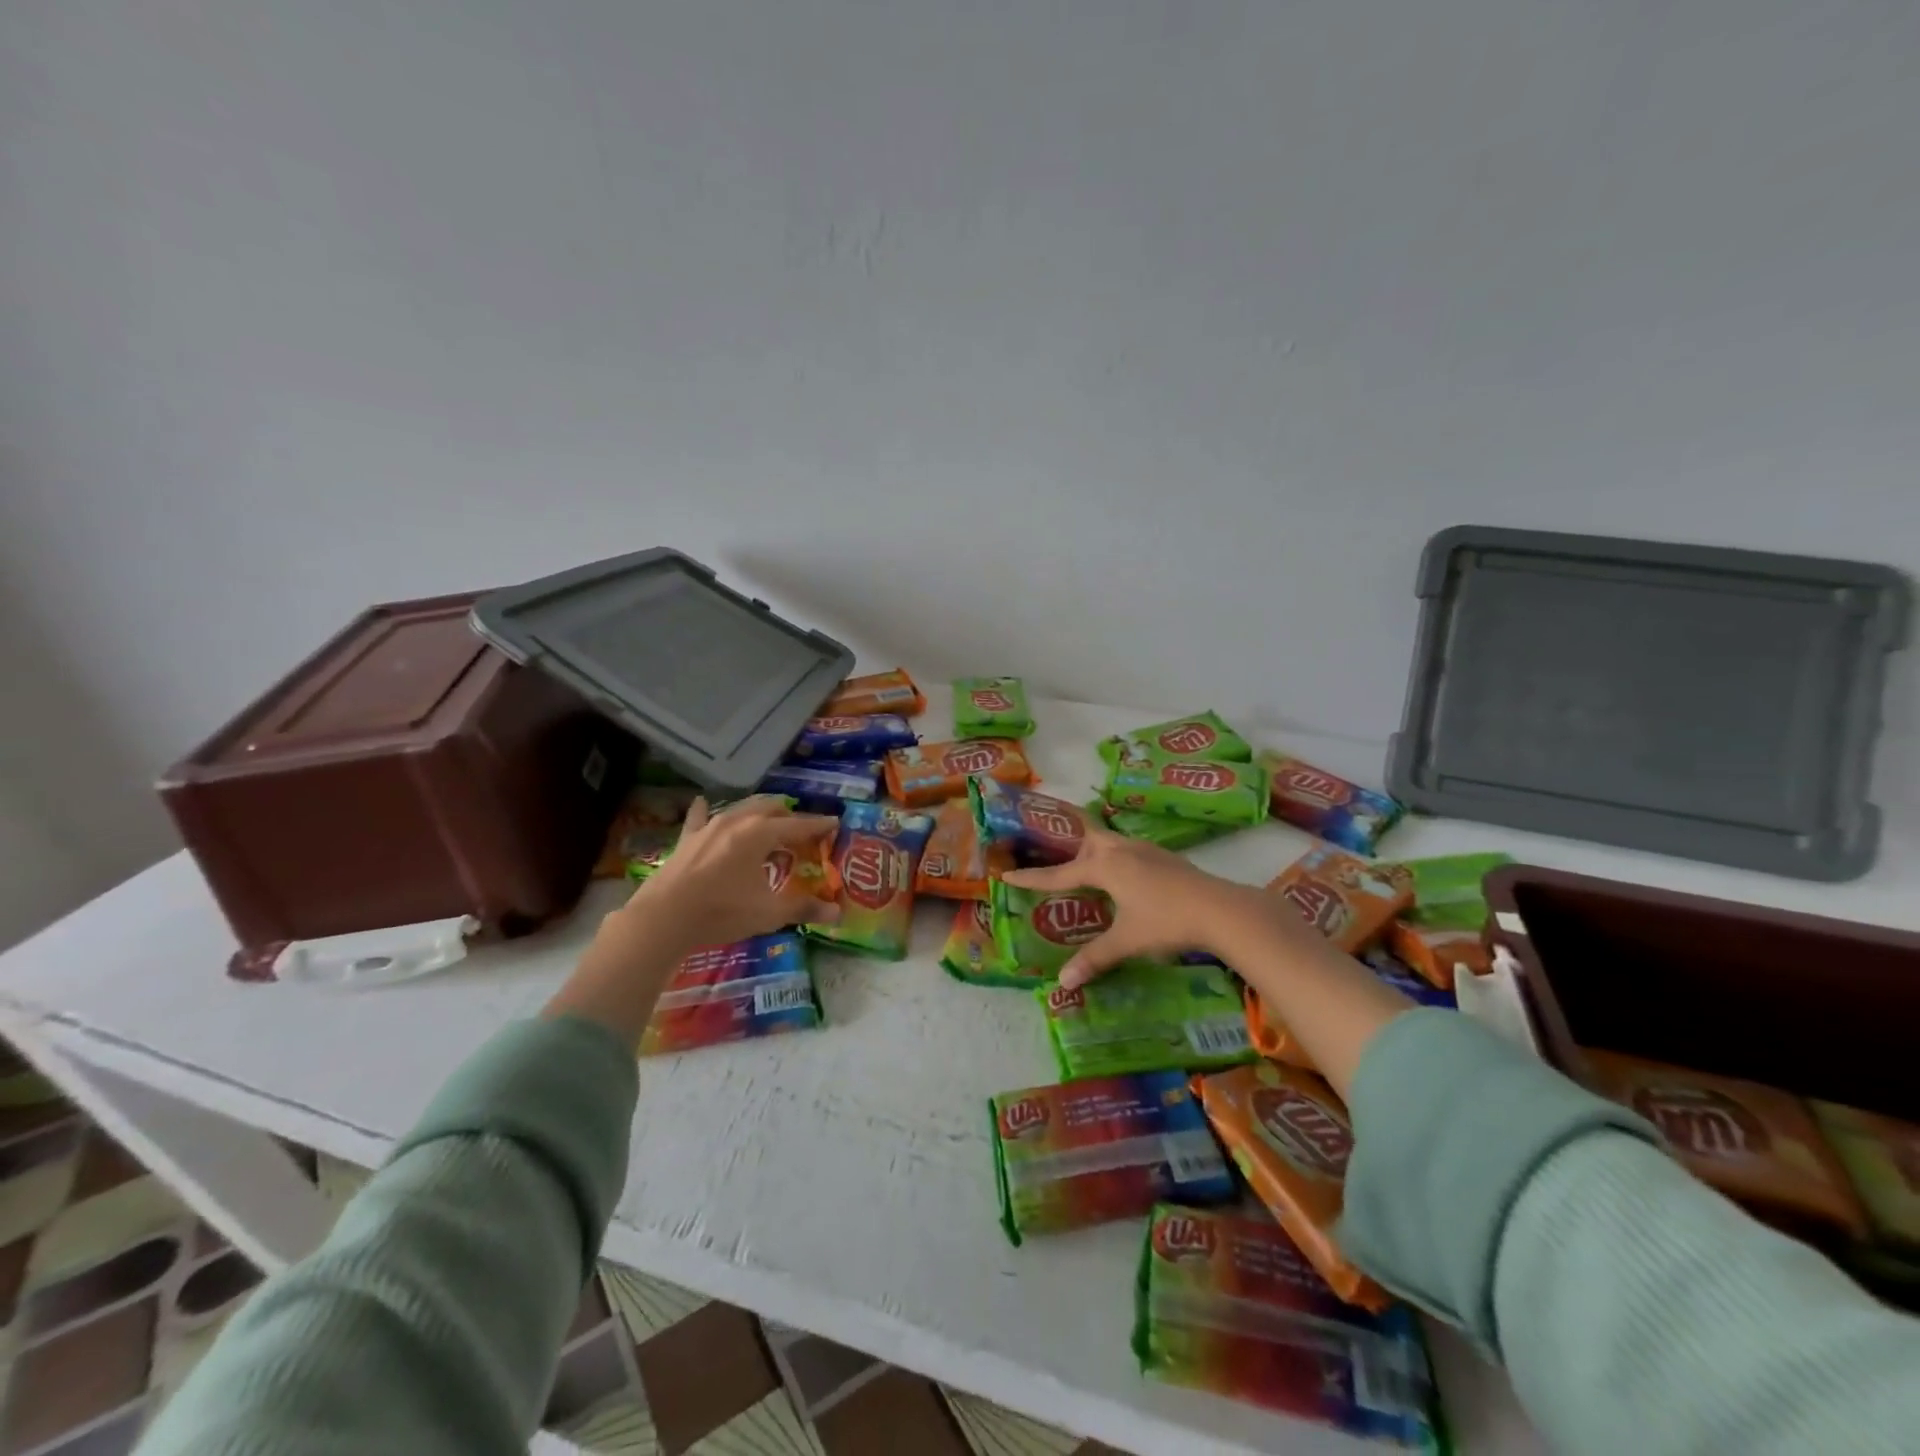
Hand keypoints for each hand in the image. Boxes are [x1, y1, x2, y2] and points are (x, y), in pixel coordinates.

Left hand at [625, 796, 841, 949]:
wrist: (663, 919)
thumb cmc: (722, 912)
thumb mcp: (768, 913)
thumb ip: (803, 908)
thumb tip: (837, 912)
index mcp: (761, 833)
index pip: (798, 825)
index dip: (818, 825)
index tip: (834, 822)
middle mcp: (737, 821)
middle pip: (770, 808)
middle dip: (788, 815)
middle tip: (800, 829)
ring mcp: (709, 828)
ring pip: (740, 809)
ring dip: (757, 813)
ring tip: (767, 821)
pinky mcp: (687, 840)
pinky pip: (700, 818)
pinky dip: (707, 811)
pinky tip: (704, 803)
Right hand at [1000, 828, 1301, 988]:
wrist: (1220, 909)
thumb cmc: (1166, 922)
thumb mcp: (1127, 941)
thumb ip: (1094, 959)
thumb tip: (1064, 982)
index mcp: (1105, 867)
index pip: (1060, 873)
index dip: (1033, 878)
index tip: (1008, 874)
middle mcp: (1121, 850)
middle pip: (1087, 836)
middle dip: (1067, 841)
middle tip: (1050, 845)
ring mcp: (1145, 850)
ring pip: (1109, 840)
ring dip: (1093, 847)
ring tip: (1084, 862)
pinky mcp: (1164, 857)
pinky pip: (1127, 849)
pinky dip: (1114, 856)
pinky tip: (1124, 874)